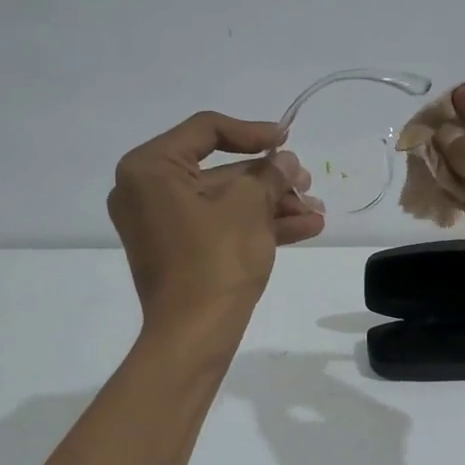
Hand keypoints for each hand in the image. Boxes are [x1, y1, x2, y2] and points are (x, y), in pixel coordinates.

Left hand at [108, 111, 324, 328]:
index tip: (287, 140)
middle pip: (219, 170)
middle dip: (270, 179)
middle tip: (307, 183)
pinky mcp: (178, 252)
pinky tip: (305, 228)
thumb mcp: (249, 206)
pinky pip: (219, 227)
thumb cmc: (215, 258)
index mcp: (150, 167)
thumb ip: (269, 175)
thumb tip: (285, 162)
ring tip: (317, 212)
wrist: (194, 334)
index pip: (206, 130)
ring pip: (225, 203)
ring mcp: (162, 225)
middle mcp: (147, 191)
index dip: (252, 132)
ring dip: (272, 205)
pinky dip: (257, 226)